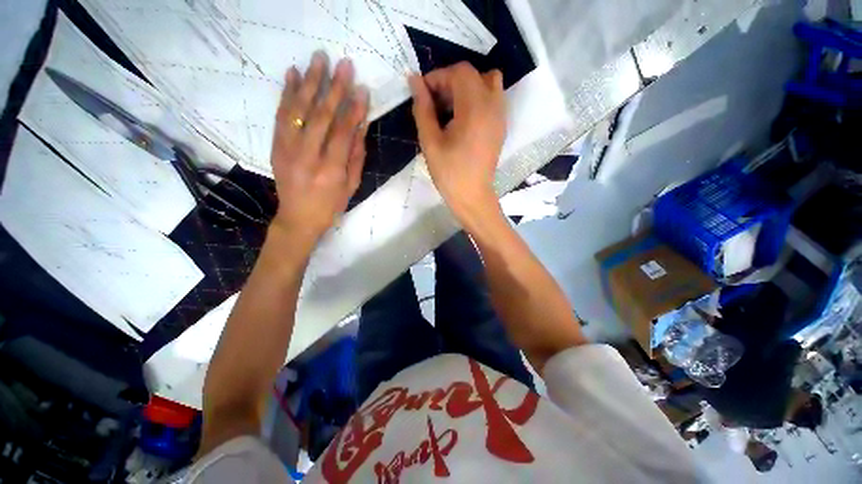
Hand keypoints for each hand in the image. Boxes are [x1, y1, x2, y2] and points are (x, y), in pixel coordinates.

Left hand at [271, 52, 368, 245]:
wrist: (298, 218)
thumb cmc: (331, 206)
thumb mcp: (351, 185)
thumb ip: (357, 155)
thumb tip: (362, 125)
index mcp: (331, 170)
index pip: (344, 132)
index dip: (354, 109)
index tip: (361, 88)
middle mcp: (308, 156)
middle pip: (322, 116)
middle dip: (334, 88)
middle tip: (343, 64)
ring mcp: (287, 149)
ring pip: (298, 110)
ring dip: (310, 82)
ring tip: (319, 59)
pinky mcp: (275, 146)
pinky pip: (280, 115)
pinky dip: (287, 92)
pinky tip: (293, 74)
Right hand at [408, 62, 506, 219]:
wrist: (472, 196)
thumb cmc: (449, 172)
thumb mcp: (430, 141)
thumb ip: (422, 108)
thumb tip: (414, 80)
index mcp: (475, 108)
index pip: (459, 72)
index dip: (438, 77)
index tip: (423, 94)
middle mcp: (493, 105)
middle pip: (474, 75)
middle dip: (451, 82)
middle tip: (435, 103)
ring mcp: (501, 116)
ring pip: (488, 83)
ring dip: (467, 88)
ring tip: (450, 110)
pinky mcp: (501, 126)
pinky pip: (493, 99)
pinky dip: (477, 99)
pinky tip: (463, 120)